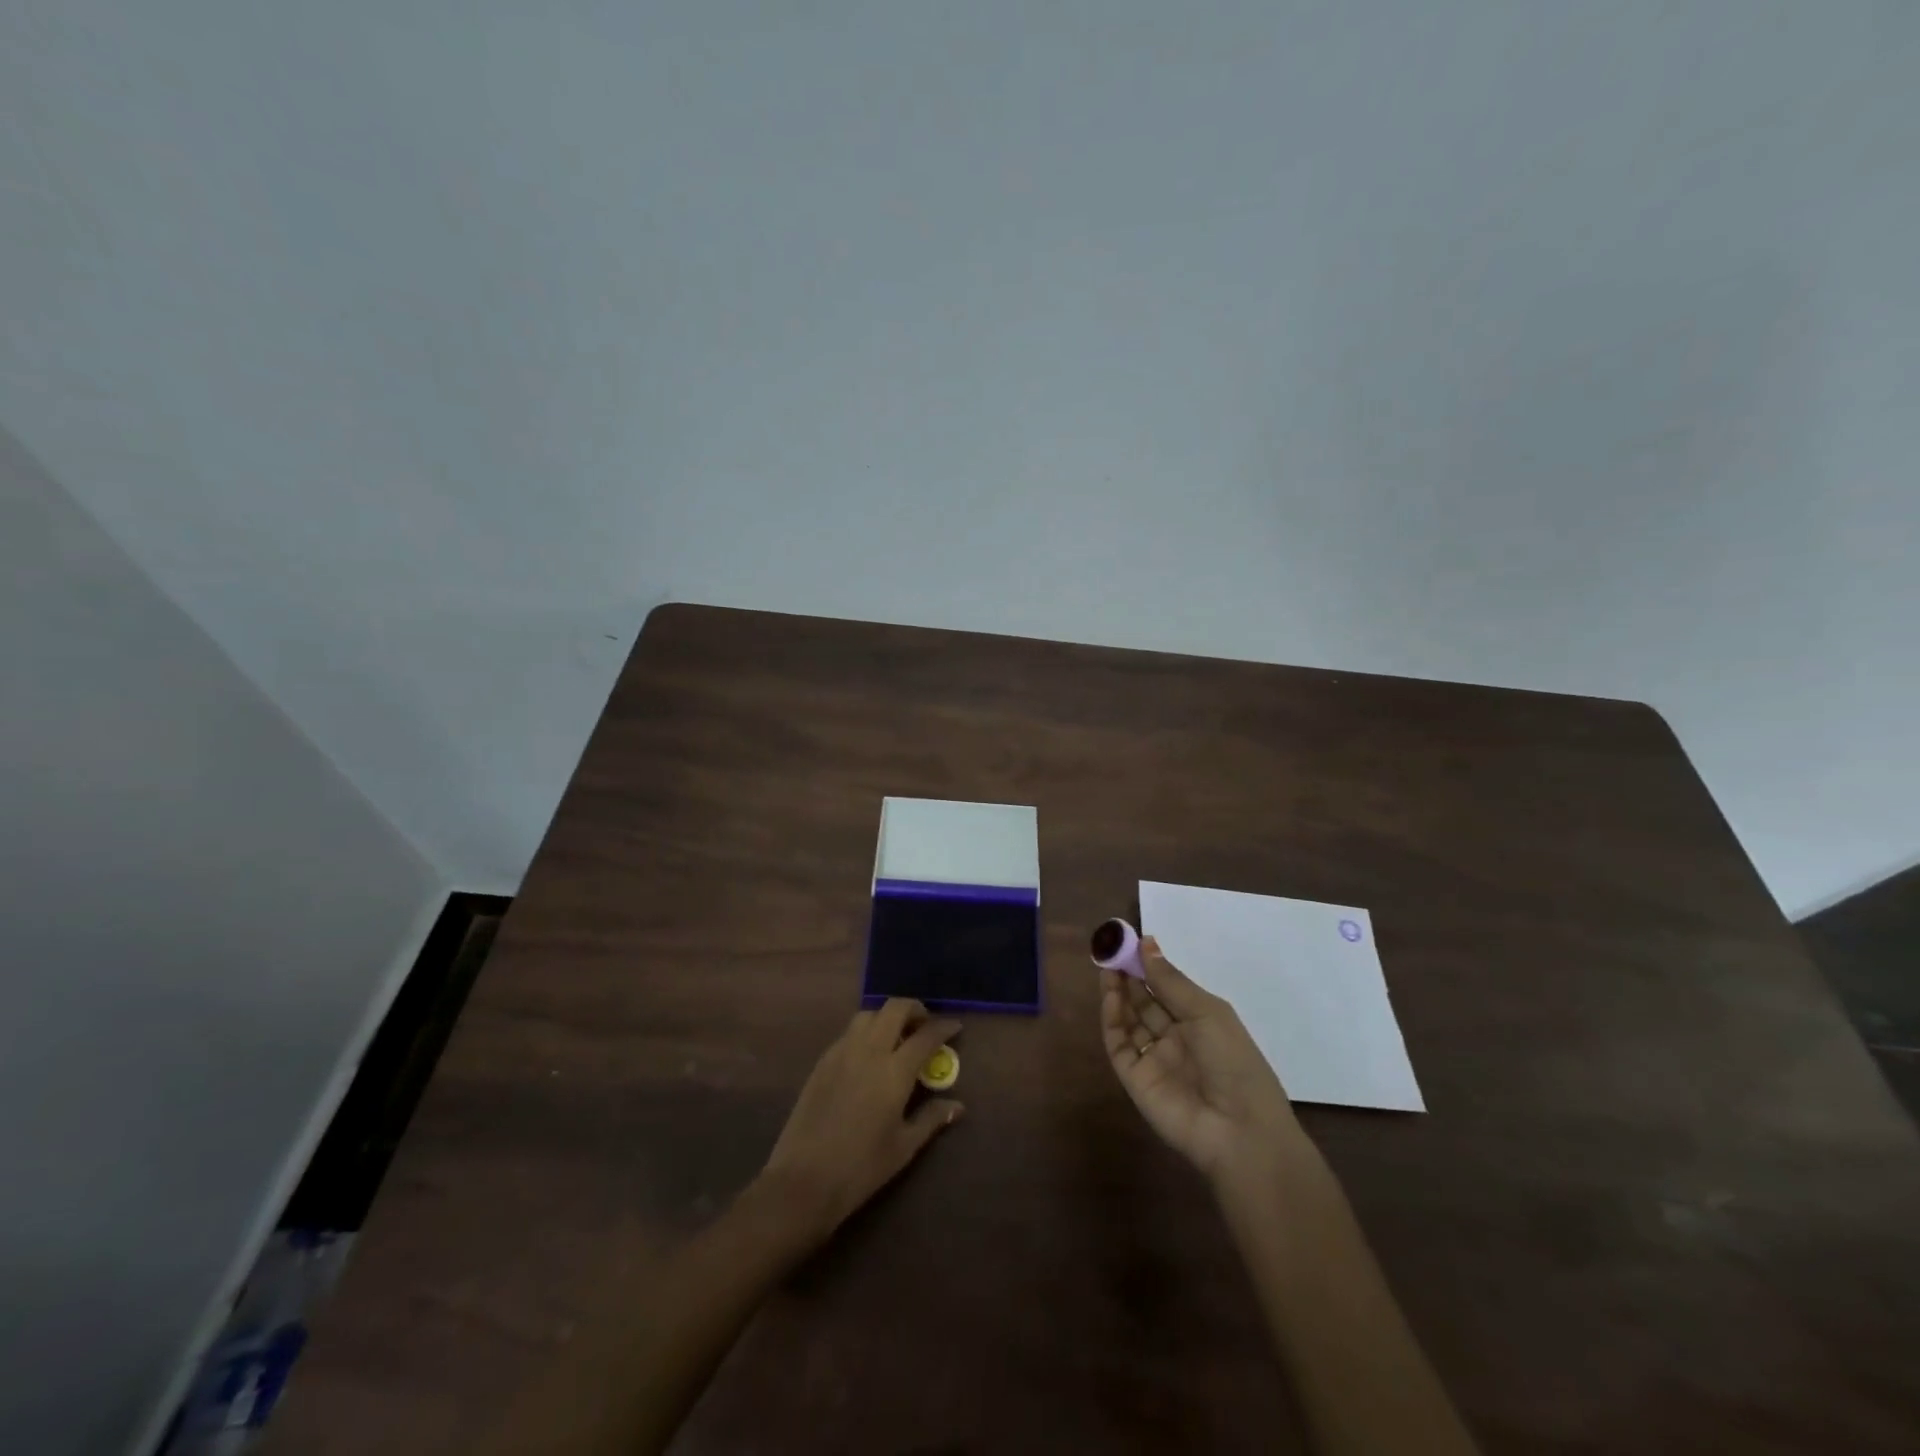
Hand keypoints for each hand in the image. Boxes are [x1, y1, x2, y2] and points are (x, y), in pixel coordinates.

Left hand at [760, 999, 963, 1245]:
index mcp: (894, 1071)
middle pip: (894, 1008)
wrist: (803, 1180)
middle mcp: (869, 1051)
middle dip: (914, 1009)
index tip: (955, 1026)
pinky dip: (866, 1032)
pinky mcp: (823, 1061)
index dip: (943, 1027)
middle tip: (924, 1026)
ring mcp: (842, 1052)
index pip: (925, 1036)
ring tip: (897, 1038)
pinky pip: (849, 1032)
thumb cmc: (861, 1168)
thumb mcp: (903, 1147)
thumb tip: (957, 1105)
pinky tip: (869, 1055)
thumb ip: (931, 1119)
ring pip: (869, 1015)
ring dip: (887, 1017)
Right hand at [1102, 935, 1303, 1182]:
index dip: (1149, 966)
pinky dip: (1112, 1019)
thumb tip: (1147, 942)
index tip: (1130, 941)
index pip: (1168, 989)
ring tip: (1107, 967)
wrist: (1239, 1131)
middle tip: (1111, 950)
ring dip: (1118, 993)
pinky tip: (1110, 996)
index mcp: (1200, 1023)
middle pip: (1145, 1002)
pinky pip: (1119, 1045)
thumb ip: (1170, 981)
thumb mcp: (1207, 1013)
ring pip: (1129, 1020)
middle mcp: (1175, 1039)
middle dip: (1129, 976)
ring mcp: (1154, 1059)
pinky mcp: (1134, 1079)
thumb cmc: (1234, 1062)